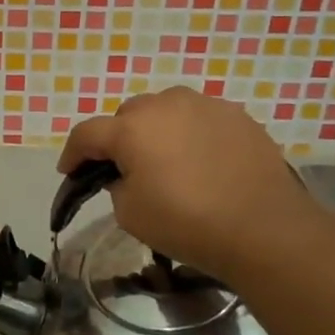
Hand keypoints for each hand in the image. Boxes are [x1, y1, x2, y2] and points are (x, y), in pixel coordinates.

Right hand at [57, 87, 324, 281]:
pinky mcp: (237, 116)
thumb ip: (117, 186)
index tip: (69, 172)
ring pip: (166, 111)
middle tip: (125, 169)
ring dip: (158, 131)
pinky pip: (201, 120)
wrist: (265, 229)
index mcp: (131, 128)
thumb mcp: (131, 214)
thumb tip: (127, 174)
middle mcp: (165, 105)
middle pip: (128, 117)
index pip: (87, 134)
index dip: (73, 154)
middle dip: (120, 139)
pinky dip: (192, 135)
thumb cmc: (188, 223)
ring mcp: (205, 106)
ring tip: (168, 161)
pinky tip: (203, 162)